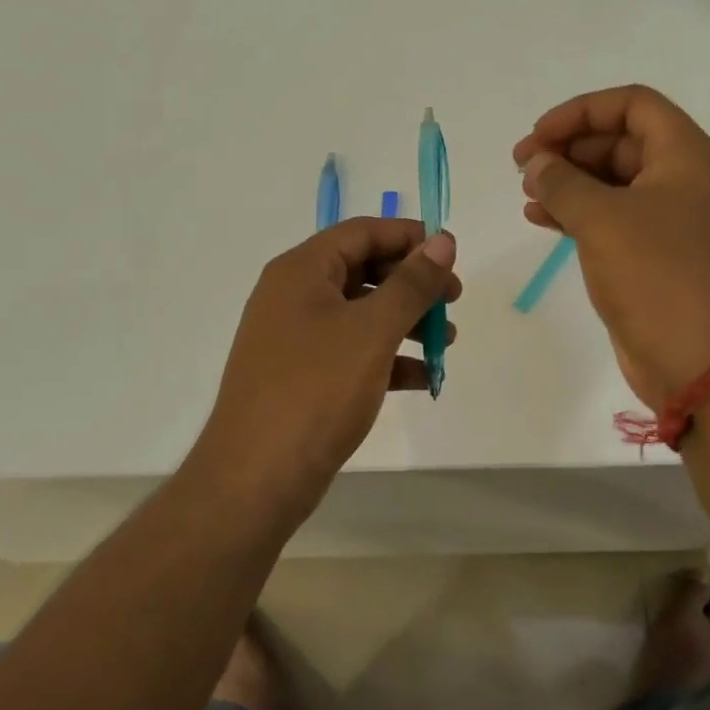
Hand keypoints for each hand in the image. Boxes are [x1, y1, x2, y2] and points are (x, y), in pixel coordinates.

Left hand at [199, 218, 460, 508]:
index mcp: (301, 271)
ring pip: (360, 313)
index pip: (362, 232)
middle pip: (362, 269)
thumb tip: (443, 240)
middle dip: (412, 283)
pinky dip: (387, 357)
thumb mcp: (372, 330)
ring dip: (405, 321)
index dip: (409, 237)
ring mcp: (294, 338)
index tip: (452, 256)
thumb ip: (411, 283)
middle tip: (453, 300)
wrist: (256, 478)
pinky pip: (351, 351)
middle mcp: (293, 295)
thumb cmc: (316, 390)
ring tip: (445, 341)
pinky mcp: (301, 376)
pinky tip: (422, 377)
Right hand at [514, 85, 709, 409]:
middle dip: (569, 149)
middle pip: (620, 142)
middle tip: (524, 167)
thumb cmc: (659, 277)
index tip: (538, 137)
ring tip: (527, 196)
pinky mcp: (657, 259)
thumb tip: (536, 164)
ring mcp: (672, 223)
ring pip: (613, 183)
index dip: (580, 111)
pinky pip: (613, 221)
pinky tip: (541, 222)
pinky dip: (578, 216)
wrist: (706, 364)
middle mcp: (683, 181)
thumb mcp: (602, 220)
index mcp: (685, 156)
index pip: (632, 104)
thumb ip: (562, 183)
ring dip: (569, 183)